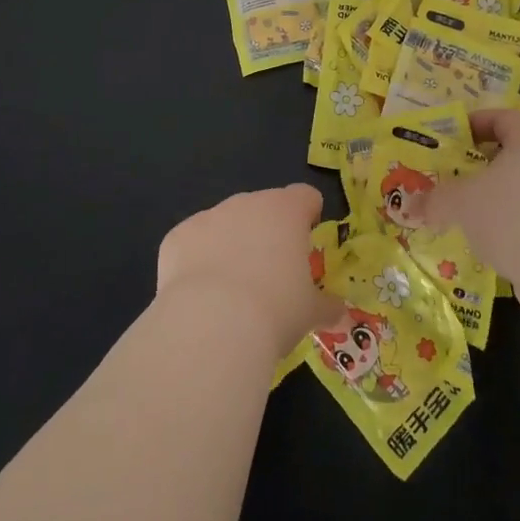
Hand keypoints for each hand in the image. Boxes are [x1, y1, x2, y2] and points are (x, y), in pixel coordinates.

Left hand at [156, 184, 343, 360]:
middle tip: (271, 272)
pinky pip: (194, 243)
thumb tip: (341, 313)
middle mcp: (247, 203)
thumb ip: (328, 307)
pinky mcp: (177, 236)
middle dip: (268, 232)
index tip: (308, 238)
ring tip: (233, 290)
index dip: (309, 214)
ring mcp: (209, 216)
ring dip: (232, 244)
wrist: (211, 324)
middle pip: (263, 207)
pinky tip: (201, 296)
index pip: (305, 196)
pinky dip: (198, 261)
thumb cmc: (275, 310)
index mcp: (286, 211)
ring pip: (226, 224)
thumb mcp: (310, 312)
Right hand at [425, 108, 519, 286]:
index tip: (456, 136)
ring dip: (498, 196)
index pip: (504, 118)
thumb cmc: (510, 215)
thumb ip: (435, 200)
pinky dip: (513, 223)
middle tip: (457, 173)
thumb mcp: (461, 203)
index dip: (478, 122)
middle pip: (516, 153)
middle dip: (484, 163)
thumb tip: (410, 206)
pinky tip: (493, 242)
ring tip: (469, 212)